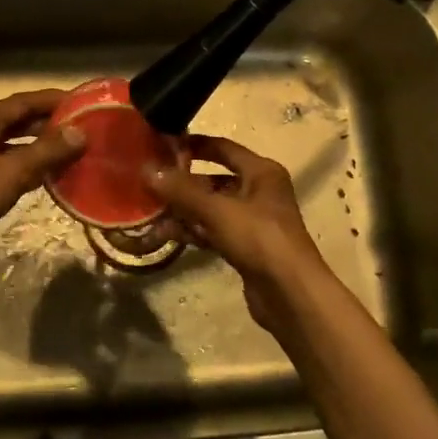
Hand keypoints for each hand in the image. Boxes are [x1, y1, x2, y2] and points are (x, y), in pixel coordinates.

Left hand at [0, 90, 85, 256]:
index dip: (52, 100)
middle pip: (15, 122)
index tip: (81, 102)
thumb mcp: (13, 170)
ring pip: (9, 147)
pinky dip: (23, 170)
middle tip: (80, 129)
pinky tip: (42, 180)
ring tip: (68, 154)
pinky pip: (2, 168)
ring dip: (36, 149)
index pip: (23, 102)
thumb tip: (80, 132)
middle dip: (46, 125)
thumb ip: (47, 151)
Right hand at [146, 135, 329, 329]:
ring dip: (183, 210)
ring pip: (211, 208)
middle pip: (214, 179)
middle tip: (149, 182)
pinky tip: (164, 233)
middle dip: (182, 183)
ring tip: (150, 211)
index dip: (193, 145)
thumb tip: (147, 170)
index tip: (162, 145)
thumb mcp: (218, 210)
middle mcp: (259, 191)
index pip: (223, 148)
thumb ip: (182, 190)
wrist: (290, 293)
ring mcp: (252, 221)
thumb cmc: (259, 238)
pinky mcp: (244, 247)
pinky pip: (213, 231)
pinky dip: (192, 230)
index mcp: (261, 172)